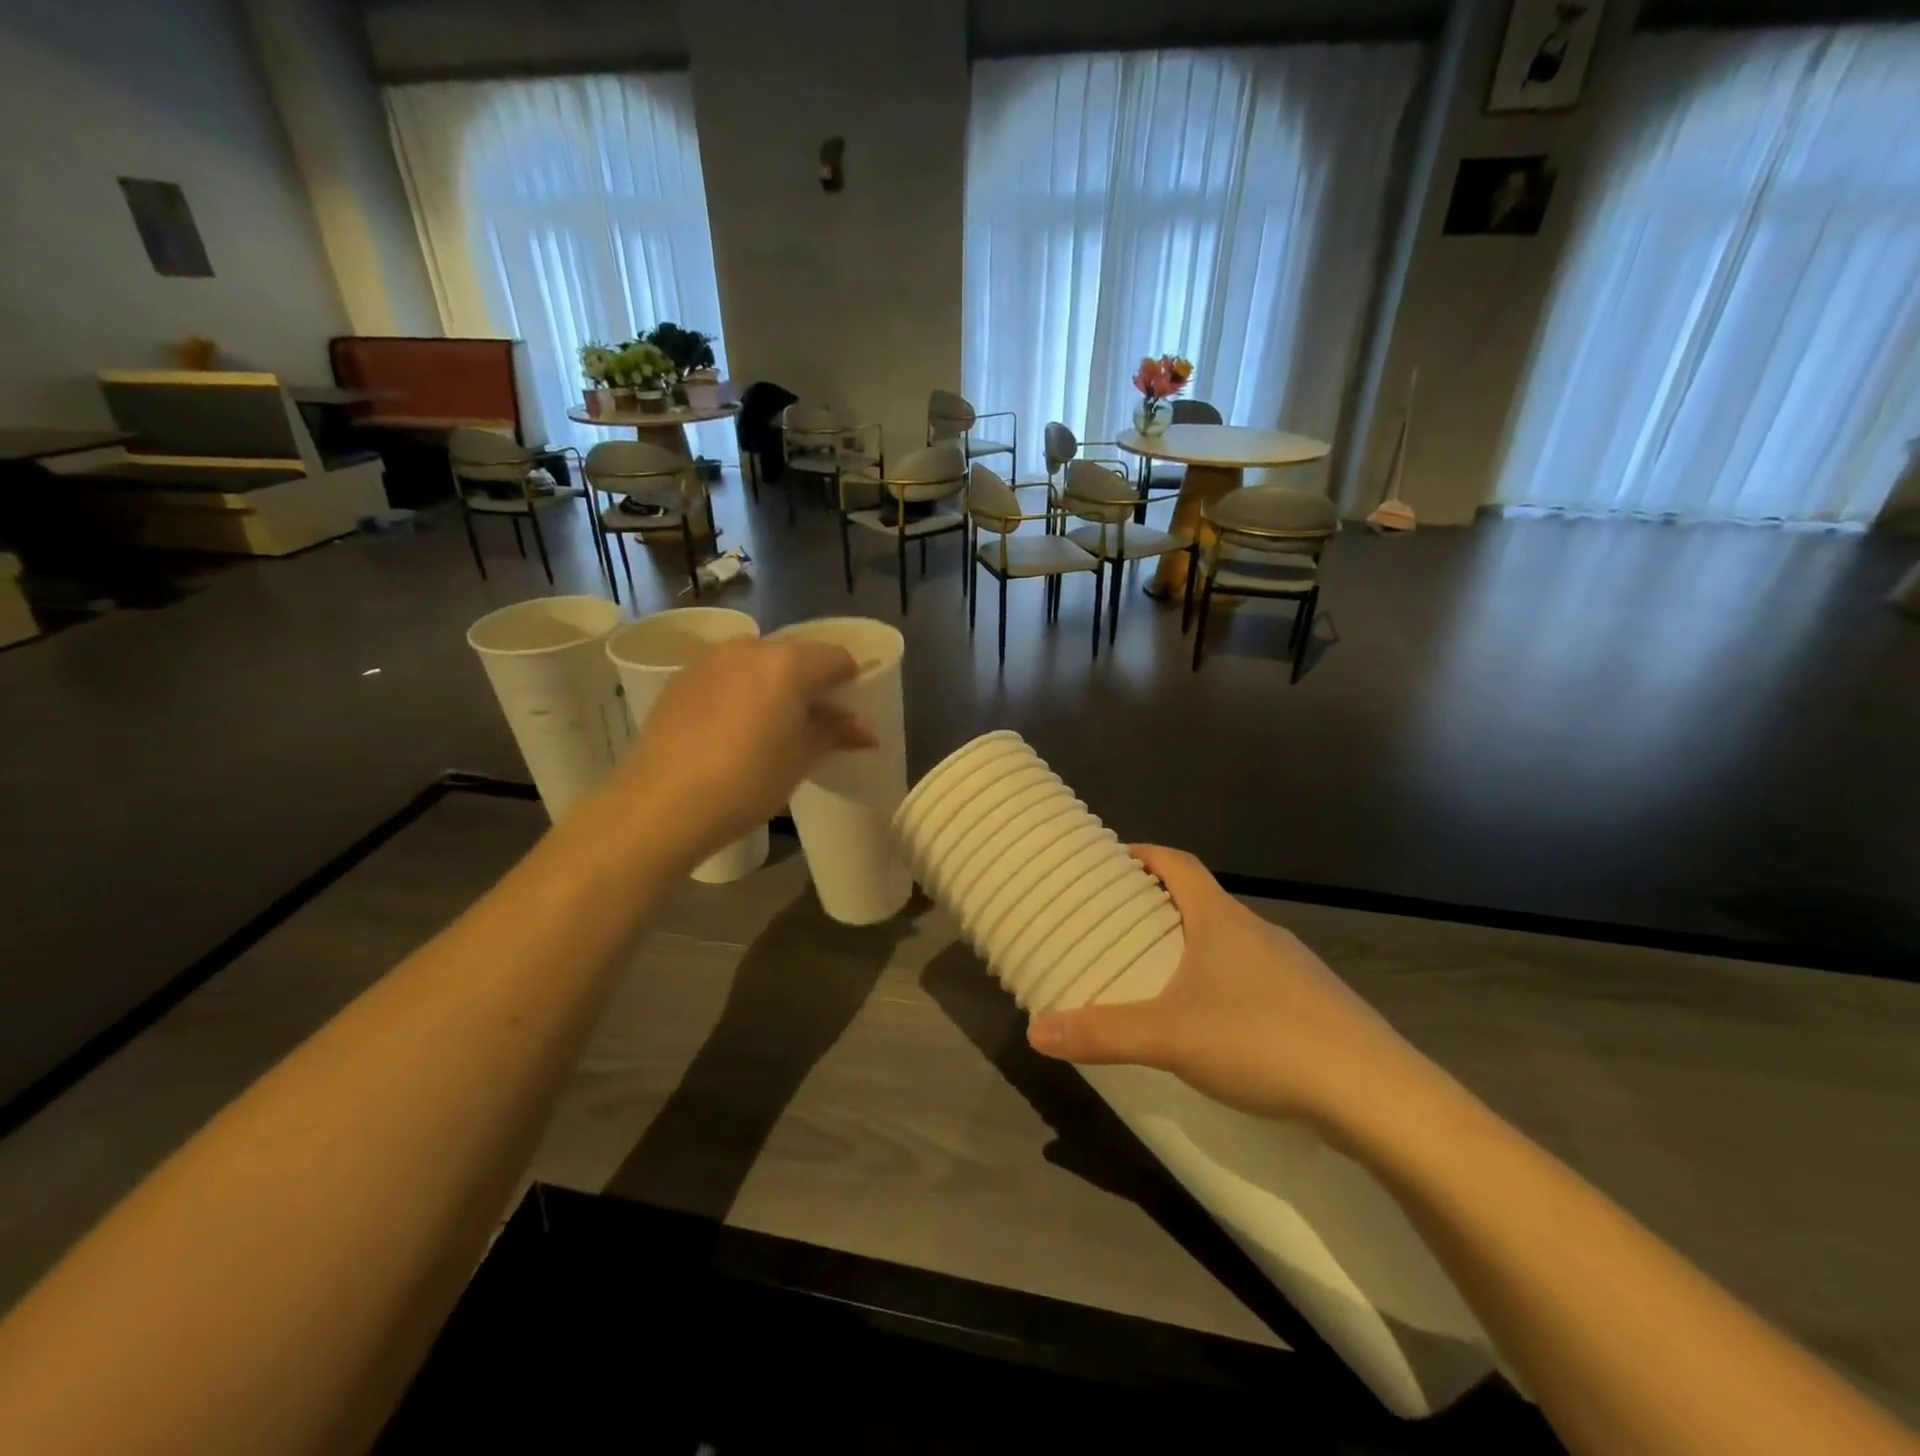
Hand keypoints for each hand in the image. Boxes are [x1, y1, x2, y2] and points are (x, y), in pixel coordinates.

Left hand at [602, 638, 875, 868]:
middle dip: (812, 684)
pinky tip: (733, 731)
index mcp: (787, 662)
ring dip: (774, 687)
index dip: (852, 681)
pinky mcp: (680, 679)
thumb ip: (836, 733)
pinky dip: (741, 693)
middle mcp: (749, 648)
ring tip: (772, 729)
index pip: (837, 657)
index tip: (852, 712)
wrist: (661, 805)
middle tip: (814, 724)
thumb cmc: (747, 781)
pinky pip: (726, 676)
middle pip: (796, 656)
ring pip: (758, 664)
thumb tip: (867, 729)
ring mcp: (709, 660)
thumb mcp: (801, 758)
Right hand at [1027, 846, 1448, 1143]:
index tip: (1115, 860)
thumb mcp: (1169, 1037)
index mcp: (1221, 919)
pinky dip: (1228, 985)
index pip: (1179, 863)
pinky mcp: (1315, 1005)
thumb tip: (1037, 1031)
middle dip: (1162, 906)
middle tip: (1124, 928)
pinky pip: (1258, 978)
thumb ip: (1102, 1033)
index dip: (1146, 855)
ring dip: (1197, 948)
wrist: (1376, 1095)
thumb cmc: (1262, 1040)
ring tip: (1164, 979)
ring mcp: (1294, 967)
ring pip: (1232, 942)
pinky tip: (1220, 1028)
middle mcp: (1259, 931)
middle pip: (1203, 901)